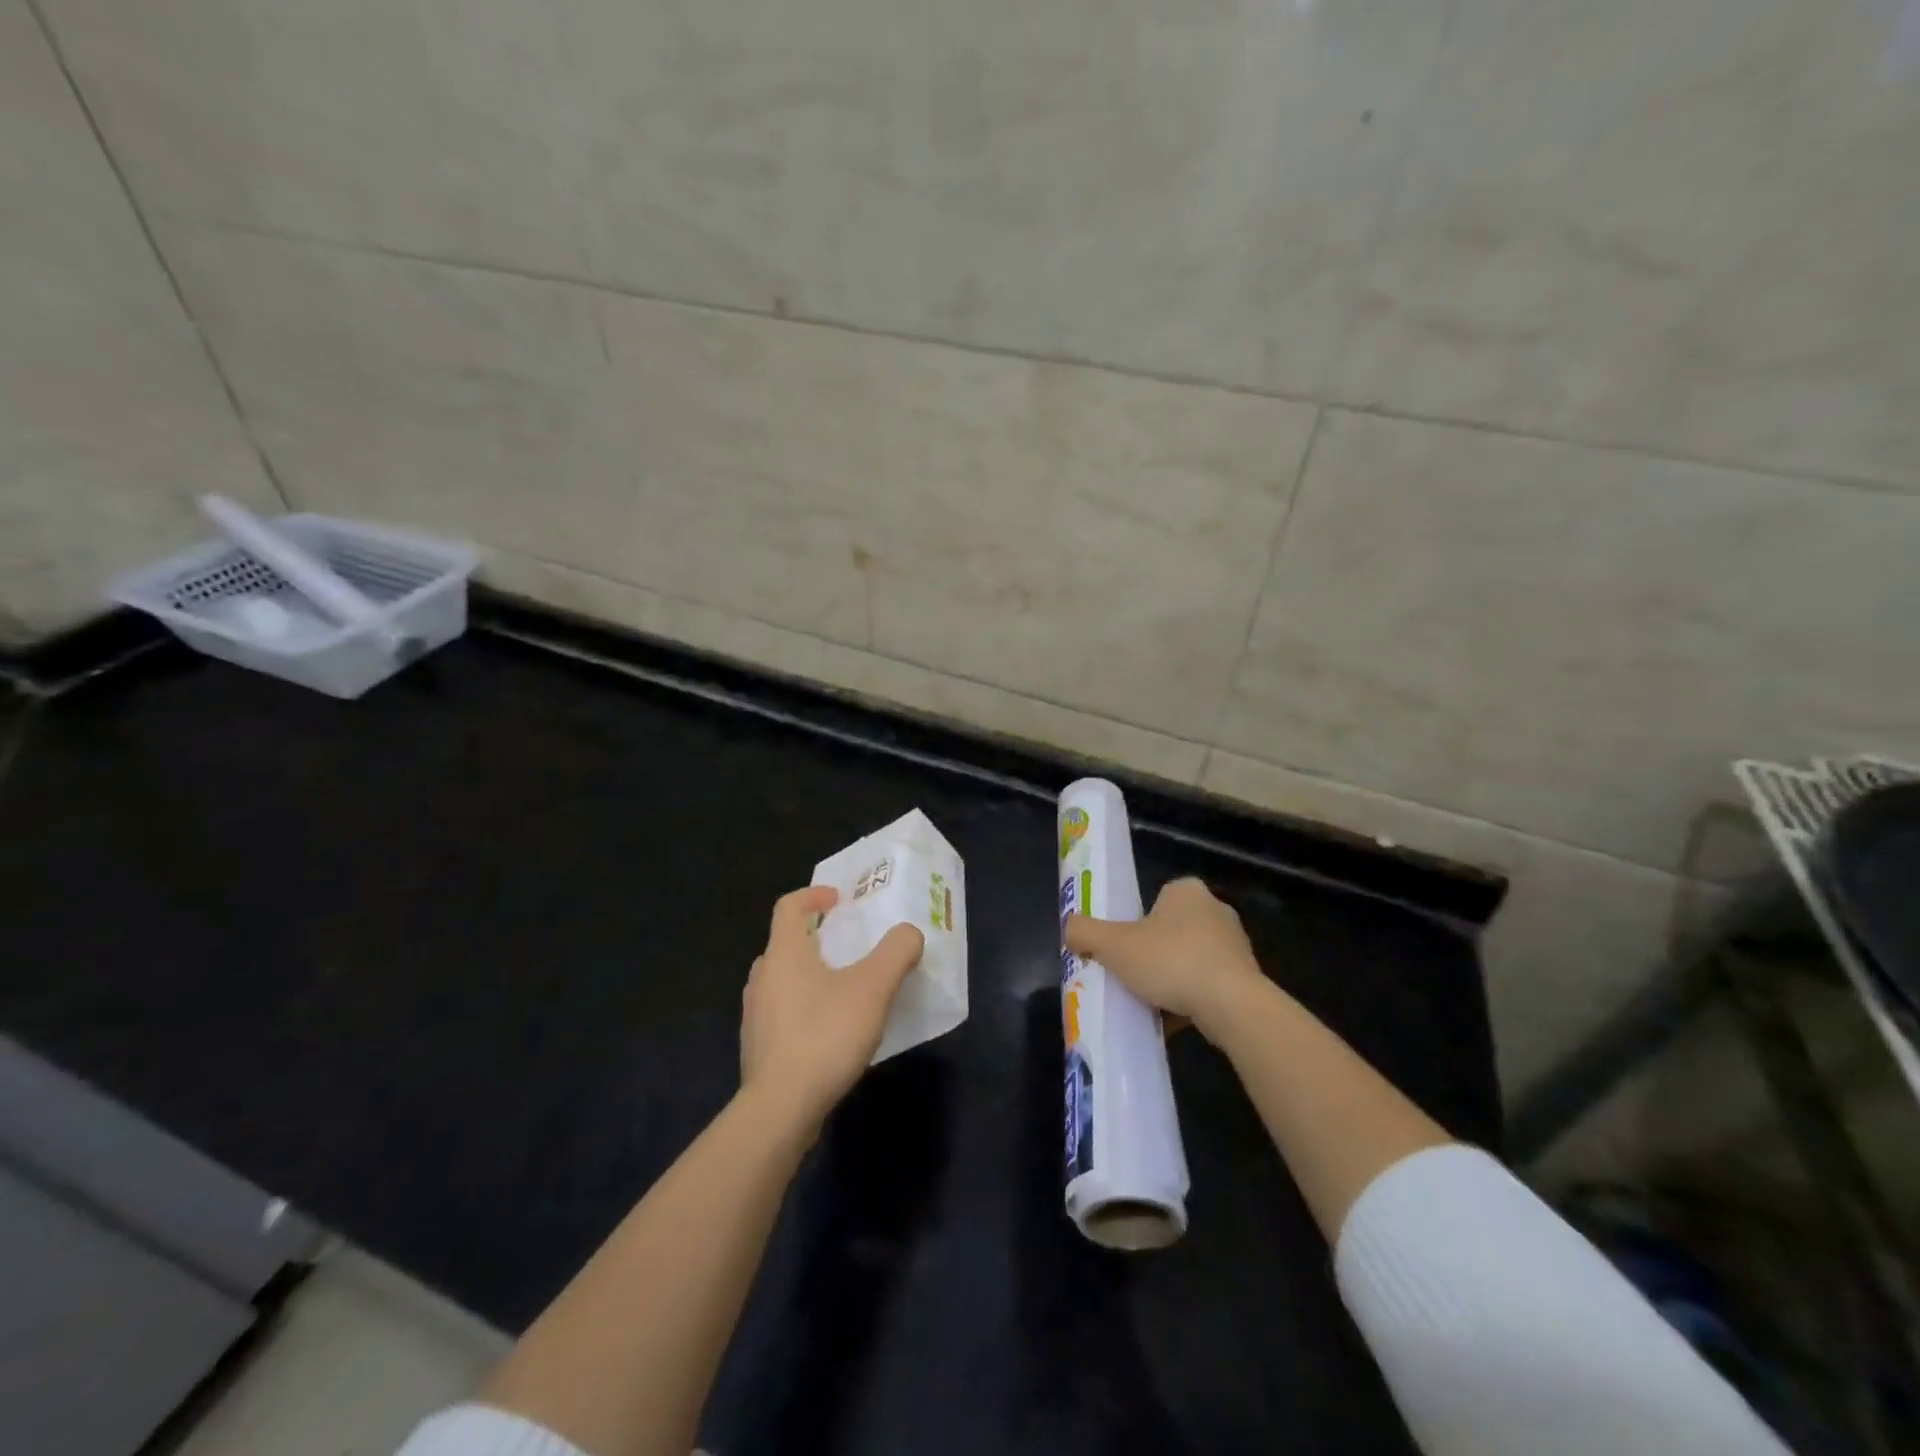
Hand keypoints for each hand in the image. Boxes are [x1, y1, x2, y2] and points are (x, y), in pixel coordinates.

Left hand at [740, 886, 924, 1128]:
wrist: (780, 1108)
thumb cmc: (825, 1035)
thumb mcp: (873, 988)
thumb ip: (896, 952)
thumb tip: (908, 934)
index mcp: (784, 953)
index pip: (789, 906)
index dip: (814, 895)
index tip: (840, 901)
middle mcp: (763, 977)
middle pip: (785, 942)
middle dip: (816, 938)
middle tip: (849, 946)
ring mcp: (756, 1014)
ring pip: (782, 979)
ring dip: (810, 974)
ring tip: (844, 989)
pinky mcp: (758, 1047)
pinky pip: (782, 1011)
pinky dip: (804, 1007)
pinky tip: (830, 1031)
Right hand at [1064, 877, 1265, 1041]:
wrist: (1233, 1006)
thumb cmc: (1171, 962)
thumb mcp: (1114, 945)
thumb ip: (1084, 932)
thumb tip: (1069, 929)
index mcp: (1186, 891)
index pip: (1156, 899)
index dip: (1136, 923)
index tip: (1123, 948)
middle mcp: (1216, 910)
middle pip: (1171, 930)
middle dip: (1154, 952)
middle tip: (1132, 975)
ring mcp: (1236, 945)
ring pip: (1191, 959)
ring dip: (1173, 978)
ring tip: (1151, 1002)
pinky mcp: (1248, 978)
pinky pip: (1209, 985)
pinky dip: (1192, 999)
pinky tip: (1174, 1019)